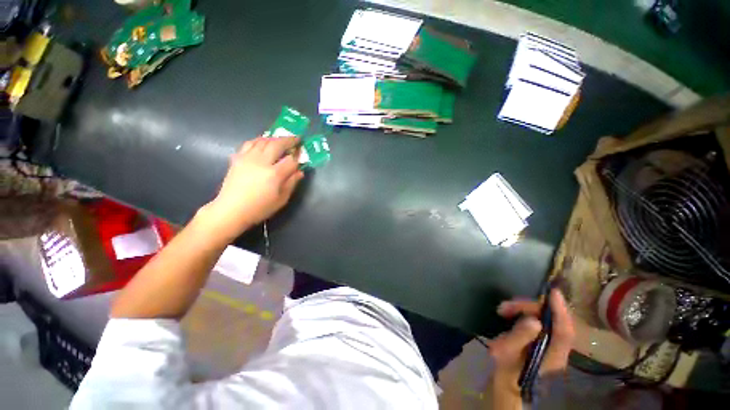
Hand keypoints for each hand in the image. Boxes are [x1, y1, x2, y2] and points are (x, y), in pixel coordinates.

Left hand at [202, 136, 303, 239]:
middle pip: (277, 144)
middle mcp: (261, 162)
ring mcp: (248, 158)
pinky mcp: (238, 158)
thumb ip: (291, 183)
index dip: (298, 157)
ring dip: (274, 138)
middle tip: (296, 139)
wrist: (231, 210)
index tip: (302, 155)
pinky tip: (262, 143)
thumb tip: (300, 172)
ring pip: (263, 141)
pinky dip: (258, 140)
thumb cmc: (259, 208)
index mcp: (274, 174)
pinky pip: (249, 143)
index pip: (291, 160)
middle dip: (289, 140)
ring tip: (281, 140)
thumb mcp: (281, 199)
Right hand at [488, 289, 574, 397]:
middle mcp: (557, 348)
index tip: (553, 293)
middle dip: (529, 308)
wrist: (506, 382)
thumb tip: (534, 319)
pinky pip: (539, 321)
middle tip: (506, 306)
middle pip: (552, 321)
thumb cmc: (506, 370)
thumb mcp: (507, 353)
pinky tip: (509, 313)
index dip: (560, 311)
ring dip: (524, 310)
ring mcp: (550, 344)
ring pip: (544, 319)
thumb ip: (520, 337)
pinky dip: (524, 313)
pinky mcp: (542, 339)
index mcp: (553, 356)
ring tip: (502, 309)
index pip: (564, 331)